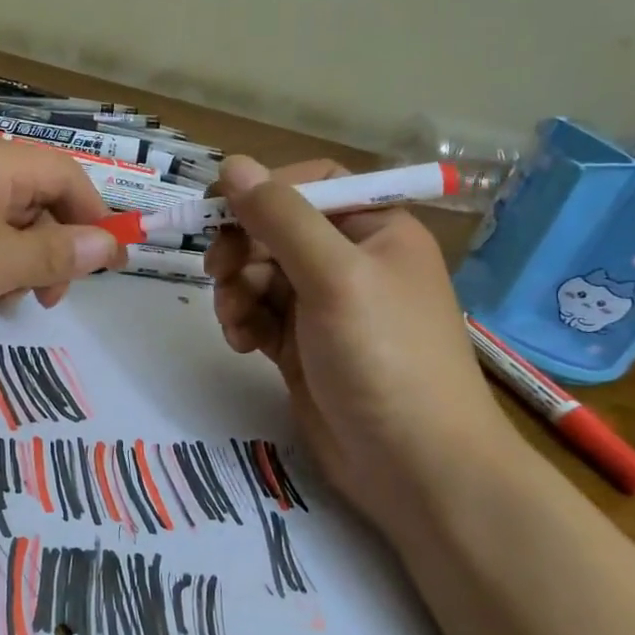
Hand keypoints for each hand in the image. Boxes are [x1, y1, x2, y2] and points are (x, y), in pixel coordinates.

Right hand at [205, 156, 514, 520]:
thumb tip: (232, 164)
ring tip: (235, 322)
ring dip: (236, 291)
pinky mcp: (304, 347)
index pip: (312, 183)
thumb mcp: (334, 277)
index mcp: (375, 229)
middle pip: (276, 230)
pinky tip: (244, 345)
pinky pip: (260, 314)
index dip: (264, 191)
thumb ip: (281, 218)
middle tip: (218, 274)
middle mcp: (351, 261)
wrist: (416, 469)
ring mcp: (326, 307)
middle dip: (242, 250)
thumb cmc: (385, 358)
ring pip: (260, 274)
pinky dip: (244, 322)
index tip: (219, 213)